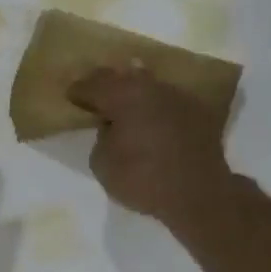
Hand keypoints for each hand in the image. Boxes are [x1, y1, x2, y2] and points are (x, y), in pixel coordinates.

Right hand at [68, 65, 233, 231]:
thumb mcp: (102, 163)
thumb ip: (102, 136)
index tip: (71, 96)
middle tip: (94, 94)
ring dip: (133, 93)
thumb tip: (112, 126)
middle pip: (122, 77)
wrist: (199, 194)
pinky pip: (167, 101)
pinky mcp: (198, 112)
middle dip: (106, 84)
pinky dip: (155, 106)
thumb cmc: (142, 178)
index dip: (79, 91)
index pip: (93, 84)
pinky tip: (151, 118)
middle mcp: (151, 88)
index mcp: (123, 96)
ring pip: (147, 85)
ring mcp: (178, 97)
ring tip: (124, 104)